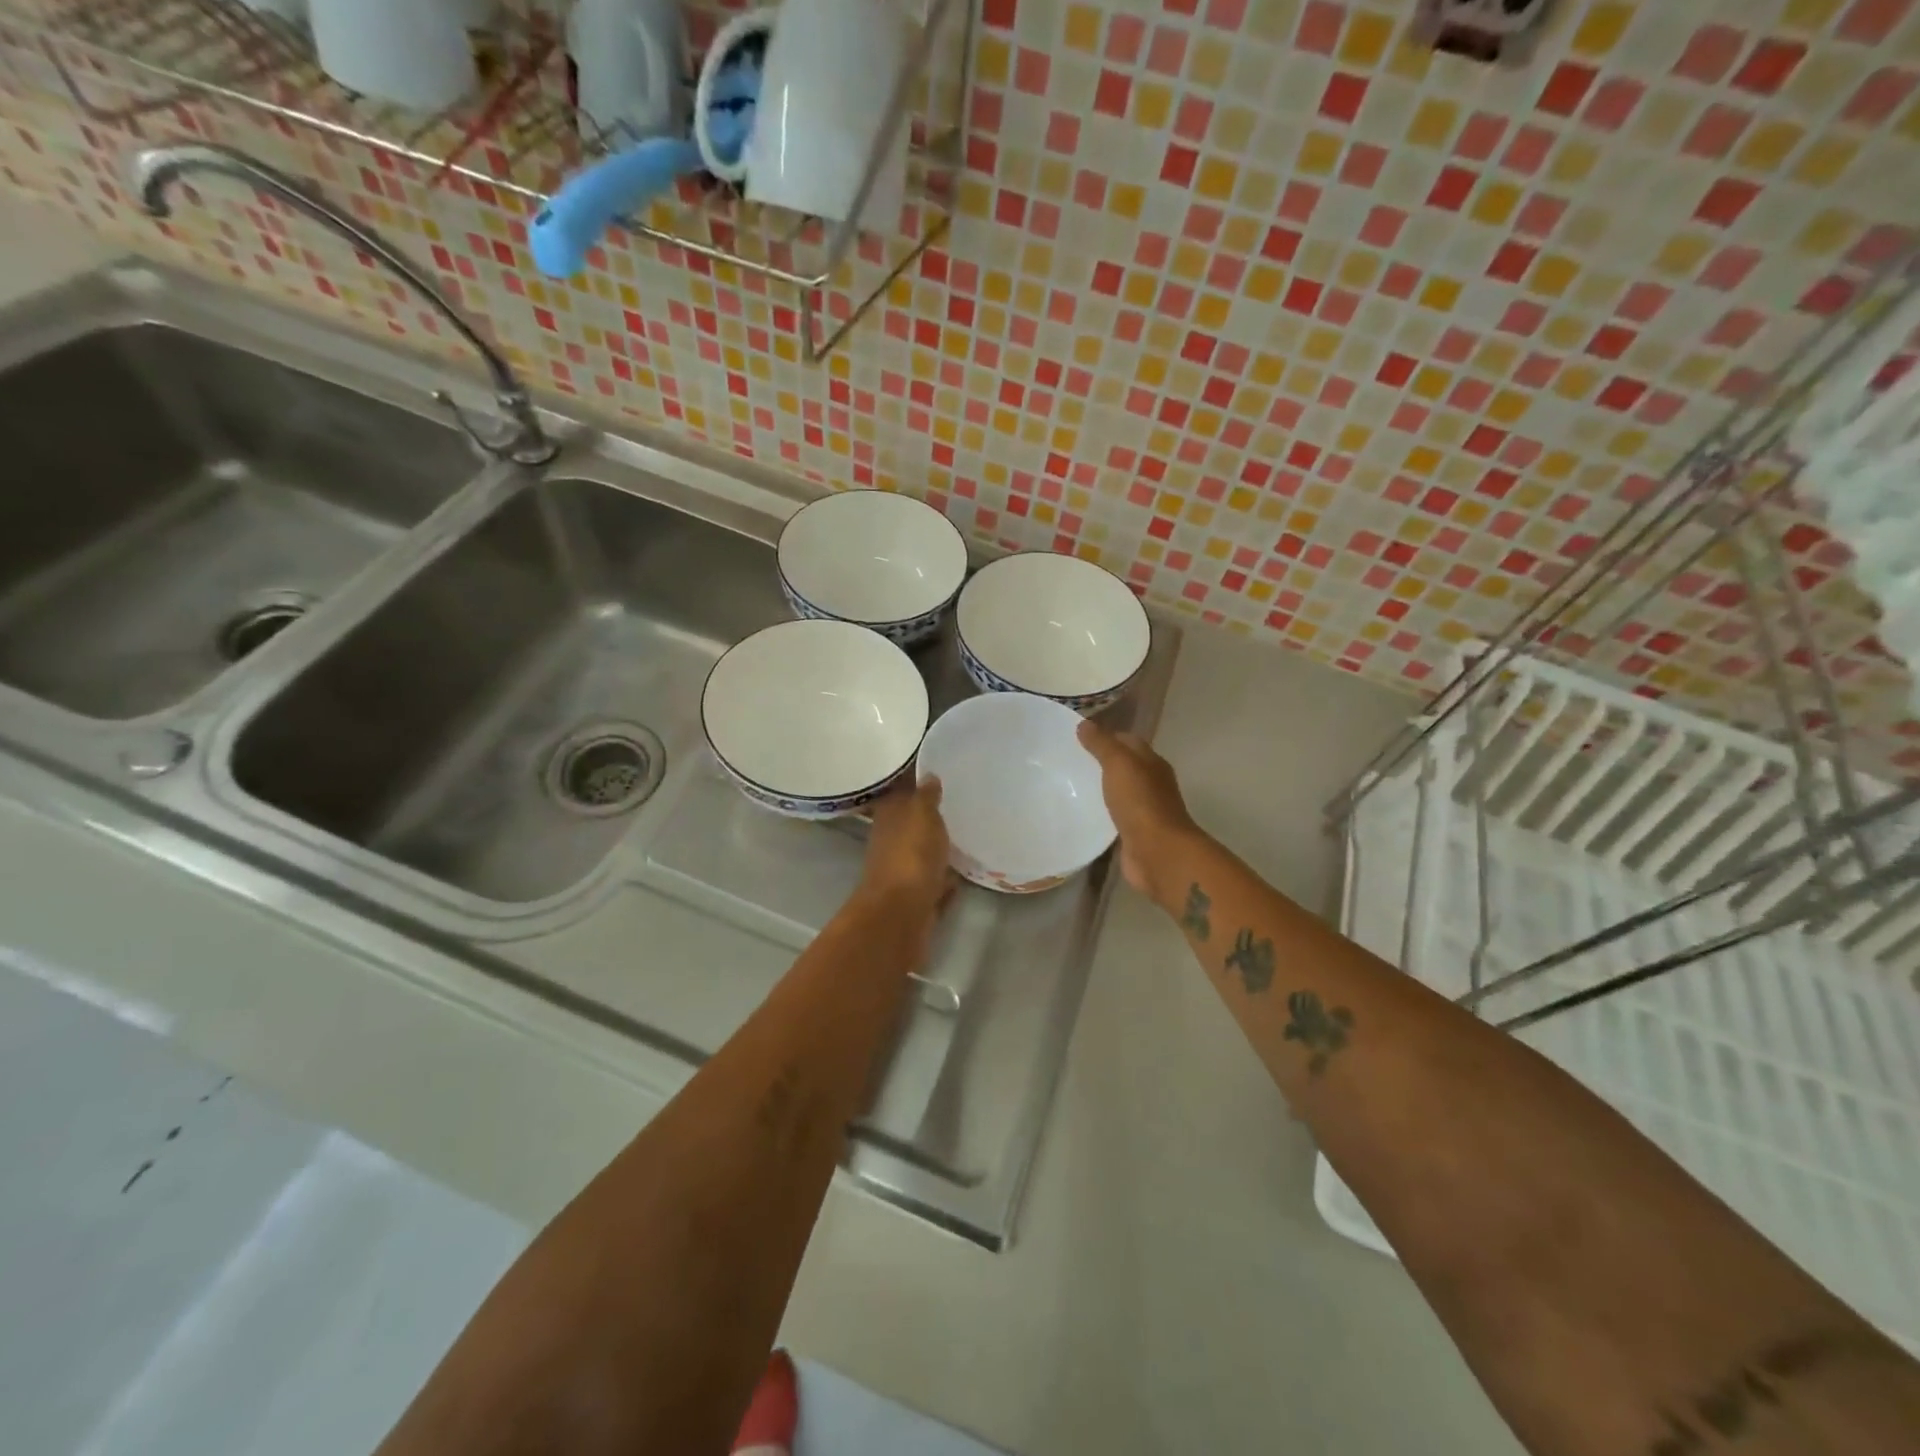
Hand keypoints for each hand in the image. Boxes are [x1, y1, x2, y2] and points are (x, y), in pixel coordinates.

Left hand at [859, 776, 951, 918]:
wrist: (902, 913)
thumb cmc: (911, 854)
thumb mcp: (922, 814)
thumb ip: (926, 795)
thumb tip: (928, 775)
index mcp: (889, 815)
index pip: (902, 791)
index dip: (916, 783)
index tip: (939, 773)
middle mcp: (892, 841)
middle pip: (913, 824)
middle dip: (931, 816)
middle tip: (960, 803)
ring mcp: (904, 871)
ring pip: (924, 854)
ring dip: (939, 848)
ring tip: (967, 836)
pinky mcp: (918, 897)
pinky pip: (936, 882)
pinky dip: (946, 878)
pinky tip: (965, 872)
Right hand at [1077, 720, 1199, 904]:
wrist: (1157, 853)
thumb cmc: (1140, 802)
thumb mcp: (1119, 764)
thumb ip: (1102, 744)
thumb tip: (1084, 724)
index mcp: (1151, 762)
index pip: (1127, 741)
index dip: (1105, 736)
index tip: (1076, 736)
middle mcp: (1151, 784)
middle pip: (1124, 767)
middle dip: (1100, 762)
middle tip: (1067, 760)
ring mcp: (1144, 810)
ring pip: (1118, 792)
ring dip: (1099, 789)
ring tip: (1068, 785)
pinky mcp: (1133, 834)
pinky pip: (1114, 817)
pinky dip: (1100, 814)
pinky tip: (1080, 814)